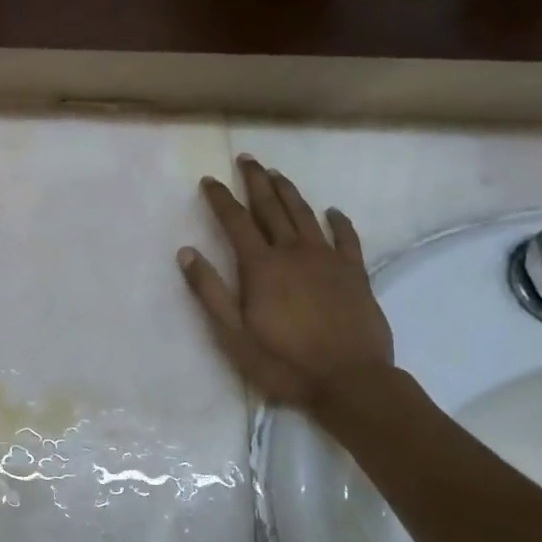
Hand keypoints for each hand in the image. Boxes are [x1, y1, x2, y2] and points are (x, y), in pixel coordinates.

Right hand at [178, 156, 393, 410]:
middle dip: (255, 181)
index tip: (209, 180)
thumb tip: (187, 252)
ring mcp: (327, 260)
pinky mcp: (355, 273)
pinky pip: (346, 238)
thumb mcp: (233, 334)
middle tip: (246, 160)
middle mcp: (293, 252)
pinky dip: (338, 221)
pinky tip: (333, 211)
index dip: (220, 198)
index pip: (235, 221)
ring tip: (276, 174)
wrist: (351, 381)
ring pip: (305, 215)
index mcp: (261, 266)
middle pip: (271, 208)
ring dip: (289, 192)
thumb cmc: (284, 361)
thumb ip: (210, 291)